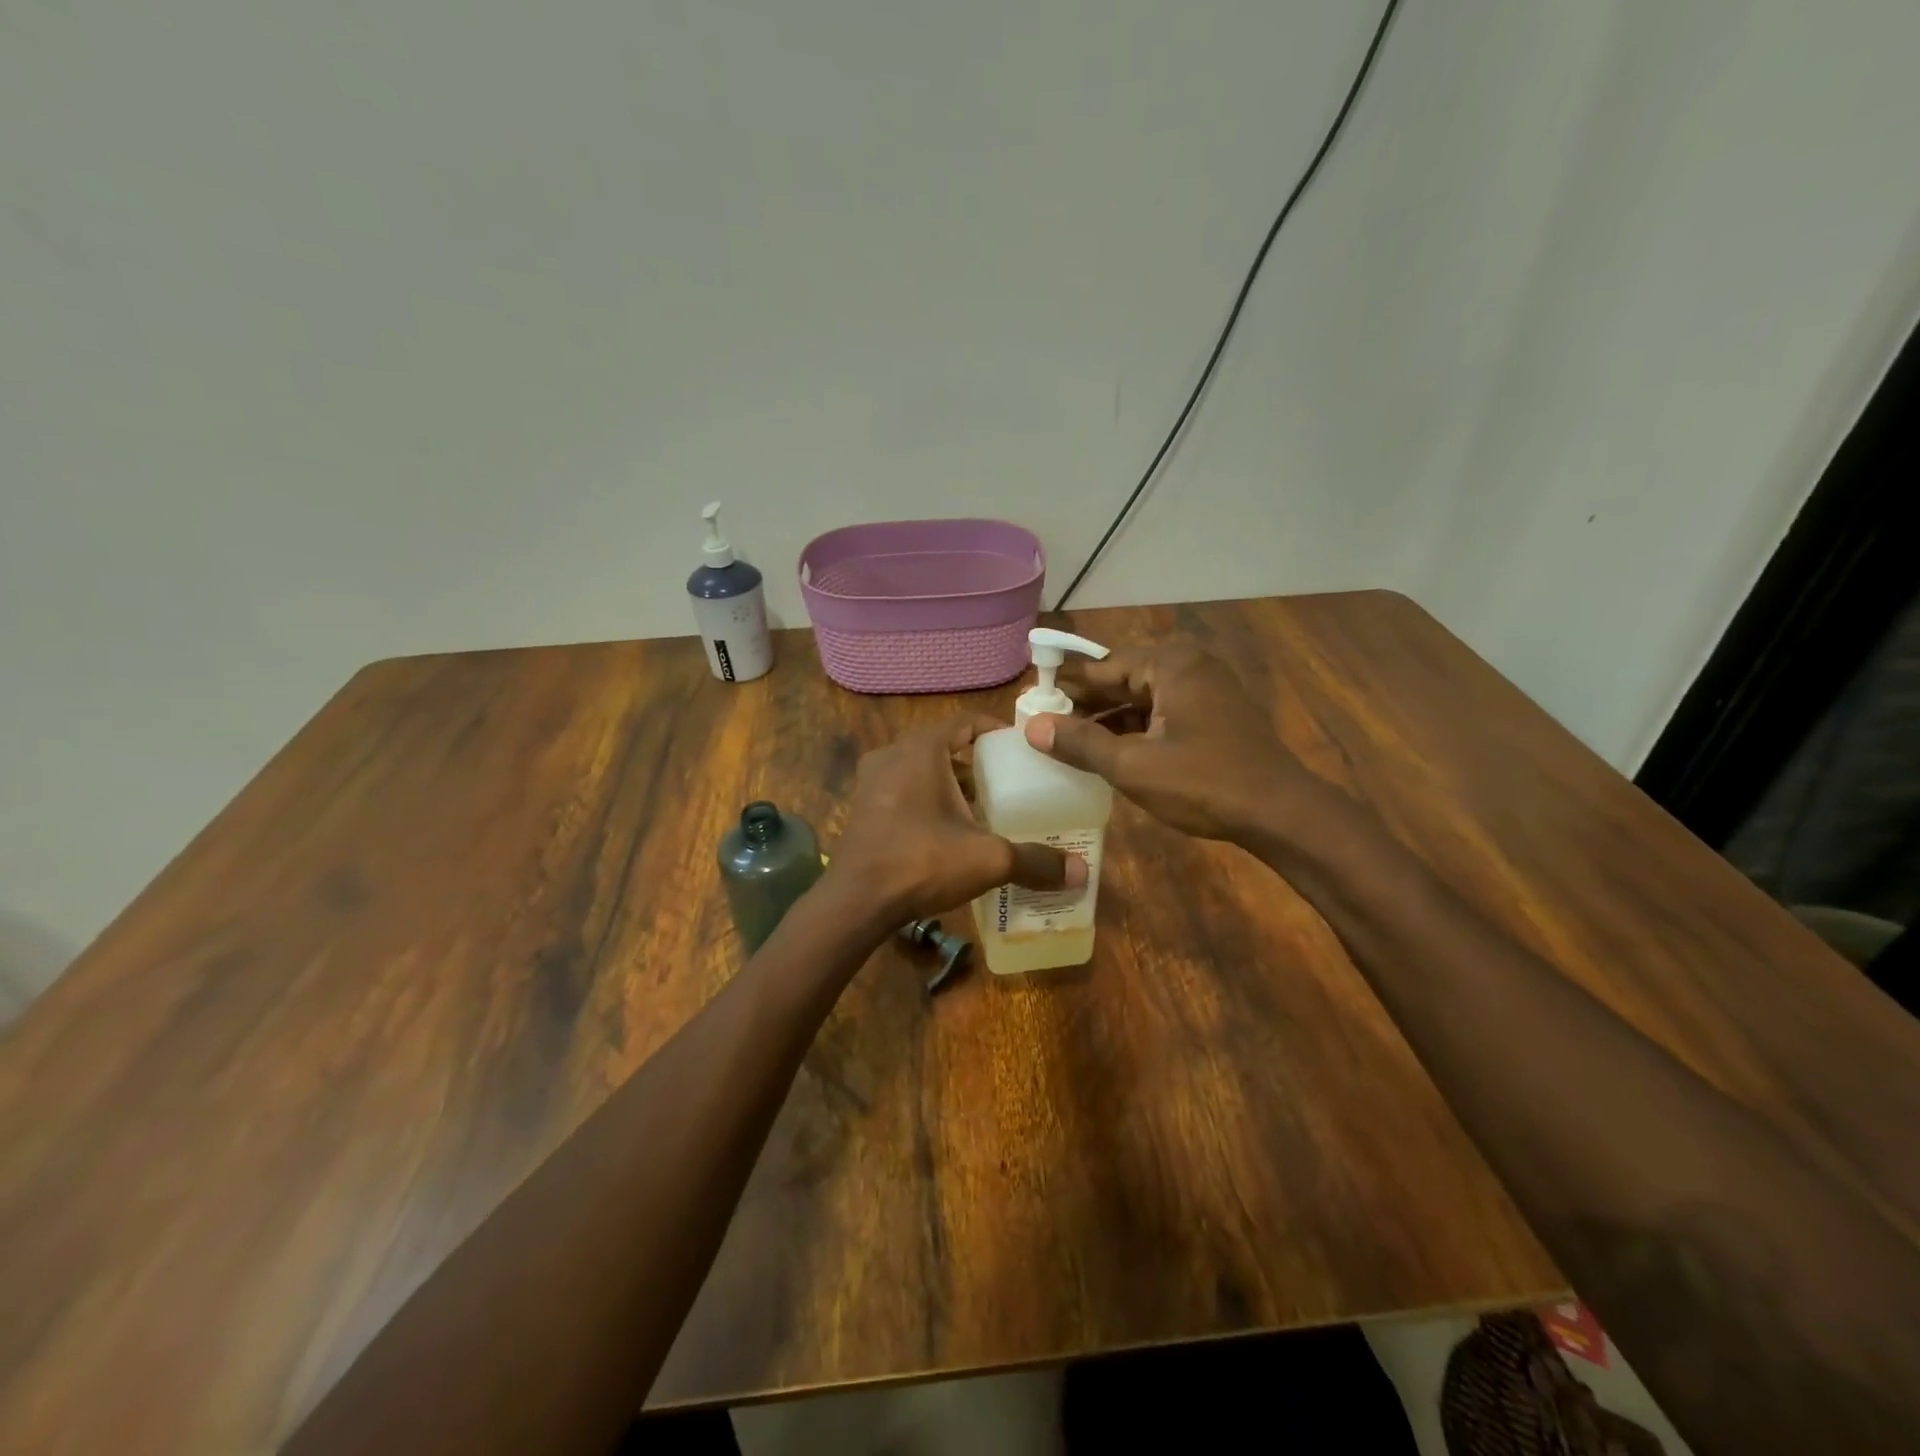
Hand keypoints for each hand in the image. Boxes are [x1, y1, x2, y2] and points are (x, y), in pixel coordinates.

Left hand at [826, 713, 1086, 925]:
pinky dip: (928, 800)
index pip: (965, 722)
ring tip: (985, 808)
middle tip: (1009, 783)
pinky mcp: (863, 807)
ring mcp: (872, 781)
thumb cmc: (921, 862)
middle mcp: (893, 755)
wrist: (855, 902)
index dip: (995, 731)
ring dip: (952, 784)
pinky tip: (949, 831)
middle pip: (945, 747)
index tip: (1021, 750)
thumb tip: (1082, 872)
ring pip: (922, 770)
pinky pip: (904, 790)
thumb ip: (1035, 861)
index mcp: (922, 750)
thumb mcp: (987, 860)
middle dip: (977, 763)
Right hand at [1023, 644, 1310, 843]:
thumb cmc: (1203, 783)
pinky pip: (1162, 712)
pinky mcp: (1214, 714)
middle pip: (1123, 679)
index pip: (1102, 666)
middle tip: (1045, 725)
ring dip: (1109, 718)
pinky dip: (1135, 728)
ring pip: (1142, 697)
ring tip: (1069, 741)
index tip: (1032, 702)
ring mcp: (1206, 689)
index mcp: (1170, 664)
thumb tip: (1033, 727)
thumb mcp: (1132, 765)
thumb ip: (1080, 742)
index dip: (1065, 686)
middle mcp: (1189, 665)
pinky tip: (1109, 751)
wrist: (1280, 814)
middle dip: (1086, 703)